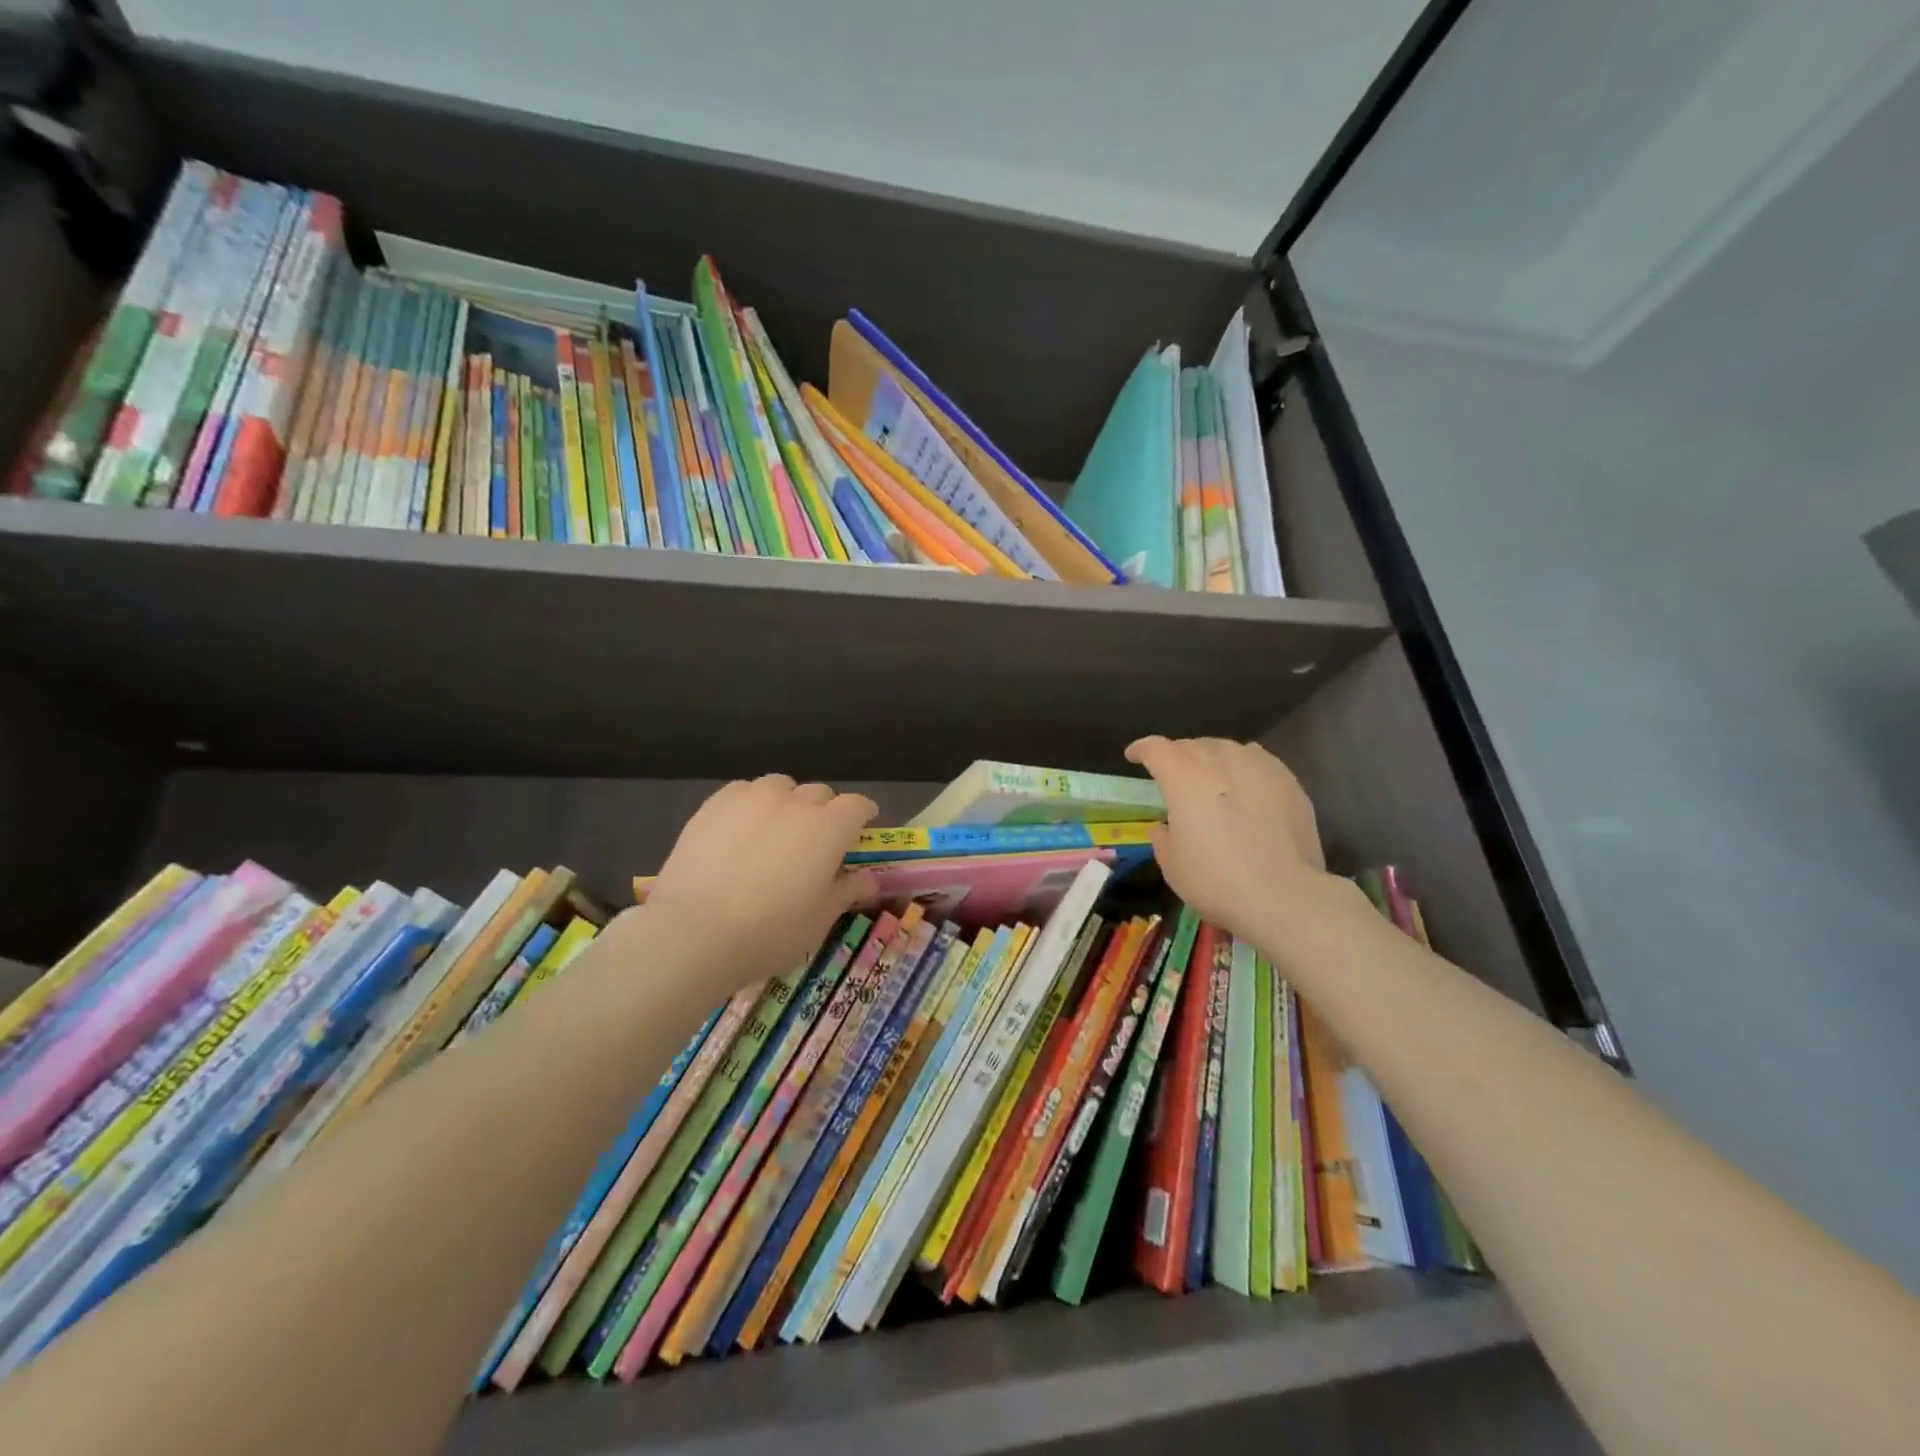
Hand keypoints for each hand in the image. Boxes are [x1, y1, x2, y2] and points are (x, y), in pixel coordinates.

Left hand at [642, 776, 878, 995]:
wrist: (695, 931)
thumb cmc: (771, 931)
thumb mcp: (819, 919)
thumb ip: (846, 891)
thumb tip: (867, 879)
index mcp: (829, 828)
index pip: (857, 805)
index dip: (863, 813)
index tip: (862, 827)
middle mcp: (795, 802)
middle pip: (820, 793)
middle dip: (825, 811)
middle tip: (816, 840)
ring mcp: (752, 798)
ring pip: (780, 787)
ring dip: (787, 802)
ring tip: (776, 830)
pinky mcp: (715, 804)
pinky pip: (743, 792)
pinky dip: (751, 804)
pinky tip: (741, 830)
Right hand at [1125, 736, 1329, 943]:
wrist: (1284, 895)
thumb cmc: (1216, 881)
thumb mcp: (1172, 866)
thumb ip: (1163, 838)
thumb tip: (1166, 827)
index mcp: (1183, 779)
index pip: (1156, 749)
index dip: (1141, 749)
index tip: (1134, 756)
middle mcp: (1219, 762)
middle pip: (1192, 745)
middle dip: (1177, 754)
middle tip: (1173, 772)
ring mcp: (1257, 767)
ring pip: (1226, 748)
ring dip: (1211, 756)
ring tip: (1211, 773)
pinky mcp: (1287, 781)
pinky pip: (1257, 760)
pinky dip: (1243, 765)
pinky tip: (1246, 781)